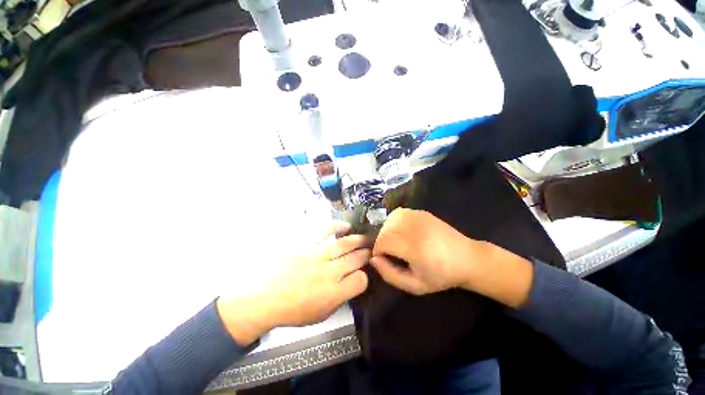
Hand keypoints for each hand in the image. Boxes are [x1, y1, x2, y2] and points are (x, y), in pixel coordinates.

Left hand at [218, 222, 371, 344]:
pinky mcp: (307, 244)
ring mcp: (318, 255)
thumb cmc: (294, 311)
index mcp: (333, 293)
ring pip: (345, 244)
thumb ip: (341, 298)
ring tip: (366, 238)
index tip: (360, 275)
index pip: (361, 280)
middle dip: (367, 254)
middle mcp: (329, 272)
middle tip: (370, 251)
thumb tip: (353, 281)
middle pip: (356, 258)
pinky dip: (337, 227)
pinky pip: (326, 231)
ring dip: (359, 240)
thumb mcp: (322, 314)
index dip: (364, 277)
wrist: (265, 298)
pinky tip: (346, 226)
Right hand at [370, 208, 533, 307]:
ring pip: (389, 219)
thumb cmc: (441, 276)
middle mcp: (414, 228)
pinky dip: (394, 222)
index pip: (382, 242)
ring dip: (386, 231)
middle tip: (389, 252)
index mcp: (413, 247)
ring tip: (394, 242)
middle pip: (384, 229)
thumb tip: (373, 259)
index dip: (377, 251)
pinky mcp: (422, 212)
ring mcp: (418, 216)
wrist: (468, 258)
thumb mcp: (414, 285)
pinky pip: (398, 213)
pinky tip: (401, 231)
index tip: (382, 259)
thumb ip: (389, 274)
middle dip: (380, 241)